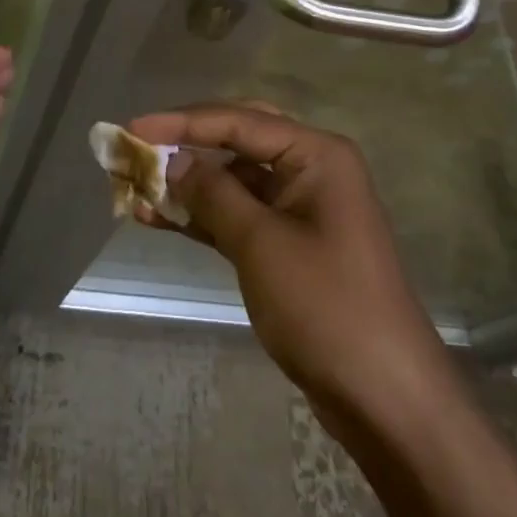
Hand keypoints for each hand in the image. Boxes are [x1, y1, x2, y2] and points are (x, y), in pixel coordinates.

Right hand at [129, 103, 453, 441]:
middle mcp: (311, 170)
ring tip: (135, 185)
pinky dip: (202, 216)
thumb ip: (214, 193)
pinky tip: (158, 218)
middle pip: (239, 141)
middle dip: (187, 144)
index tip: (132, 128)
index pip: (240, 121)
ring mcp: (301, 209)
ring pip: (235, 180)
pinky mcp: (290, 246)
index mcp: (316, 154)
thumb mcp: (261, 244)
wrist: (383, 396)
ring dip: (189, 183)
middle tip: (137, 148)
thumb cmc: (325, 306)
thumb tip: (174, 160)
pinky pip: (239, 216)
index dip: (182, 122)